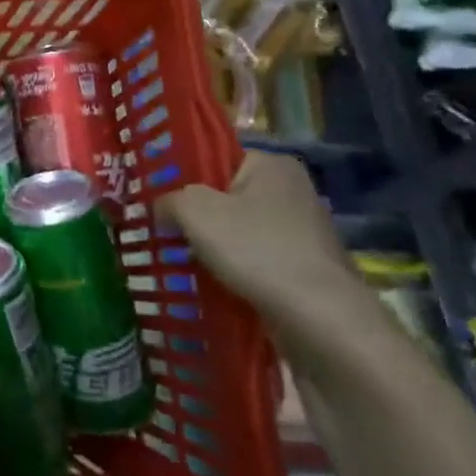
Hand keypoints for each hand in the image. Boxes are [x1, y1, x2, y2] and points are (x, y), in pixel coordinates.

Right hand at [157, 151, 378, 349]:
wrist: (319, 317)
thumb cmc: (255, 249)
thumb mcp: (194, 211)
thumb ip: (169, 199)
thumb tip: (162, 207)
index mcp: (272, 164)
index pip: (215, 158)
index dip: (182, 176)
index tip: (156, 198)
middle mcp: (292, 190)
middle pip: (225, 195)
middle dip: (194, 214)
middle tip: (162, 229)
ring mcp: (302, 230)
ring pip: (238, 229)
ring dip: (211, 243)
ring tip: (178, 257)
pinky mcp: (304, 265)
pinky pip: (254, 257)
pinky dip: (232, 266)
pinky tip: (209, 280)